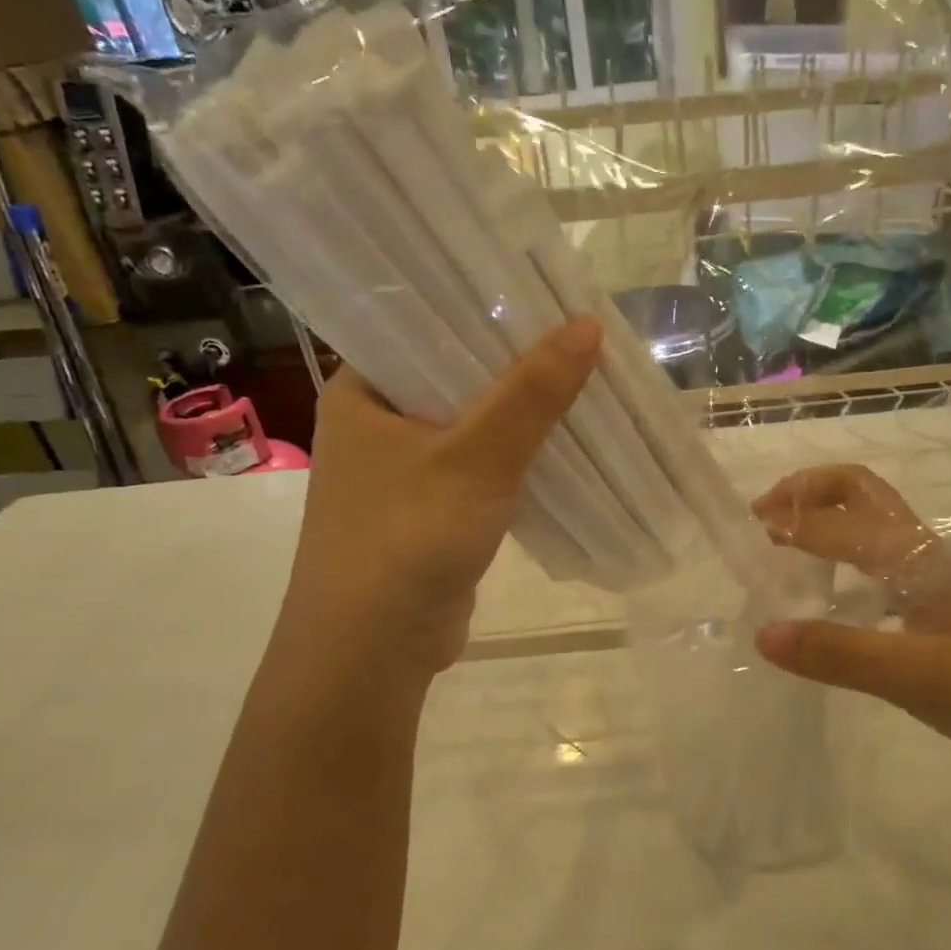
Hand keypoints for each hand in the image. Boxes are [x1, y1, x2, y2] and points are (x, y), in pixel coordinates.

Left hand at [280, 317, 601, 677]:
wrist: (371, 652)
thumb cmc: (408, 537)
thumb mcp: (477, 457)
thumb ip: (532, 392)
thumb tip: (588, 325)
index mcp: (362, 392)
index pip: (425, 326)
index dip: (485, 311)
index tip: (545, 297)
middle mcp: (376, 425)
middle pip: (455, 376)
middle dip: (516, 366)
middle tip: (578, 339)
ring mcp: (401, 472)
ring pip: (472, 425)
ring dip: (520, 414)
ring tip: (582, 382)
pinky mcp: (429, 511)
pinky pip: (479, 468)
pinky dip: (515, 458)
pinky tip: (562, 444)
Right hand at [749, 464, 950, 771]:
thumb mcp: (919, 677)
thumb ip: (840, 654)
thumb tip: (764, 633)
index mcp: (915, 558)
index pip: (836, 526)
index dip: (787, 526)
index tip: (743, 539)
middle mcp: (925, 554)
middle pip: (860, 492)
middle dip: (808, 492)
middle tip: (764, 519)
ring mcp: (939, 578)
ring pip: (874, 525)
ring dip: (826, 521)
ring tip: (786, 552)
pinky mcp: (946, 606)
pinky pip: (884, 565)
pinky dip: (846, 561)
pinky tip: (836, 601)